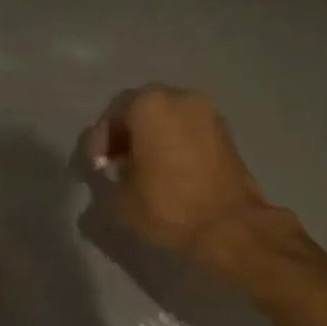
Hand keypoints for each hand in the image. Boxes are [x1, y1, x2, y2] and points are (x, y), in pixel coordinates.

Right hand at [84, 86, 285, 269]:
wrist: (230, 228)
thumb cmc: (168, 208)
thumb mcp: (118, 199)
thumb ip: (102, 175)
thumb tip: (104, 167)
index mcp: (150, 105)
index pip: (113, 112)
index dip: (99, 140)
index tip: (96, 167)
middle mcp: (181, 98)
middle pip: (142, 108)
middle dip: (126, 135)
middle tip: (115, 165)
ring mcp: (209, 114)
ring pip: (169, 118)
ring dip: (152, 138)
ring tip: (142, 171)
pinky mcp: (227, 134)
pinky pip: (190, 131)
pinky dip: (175, 144)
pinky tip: (168, 173)